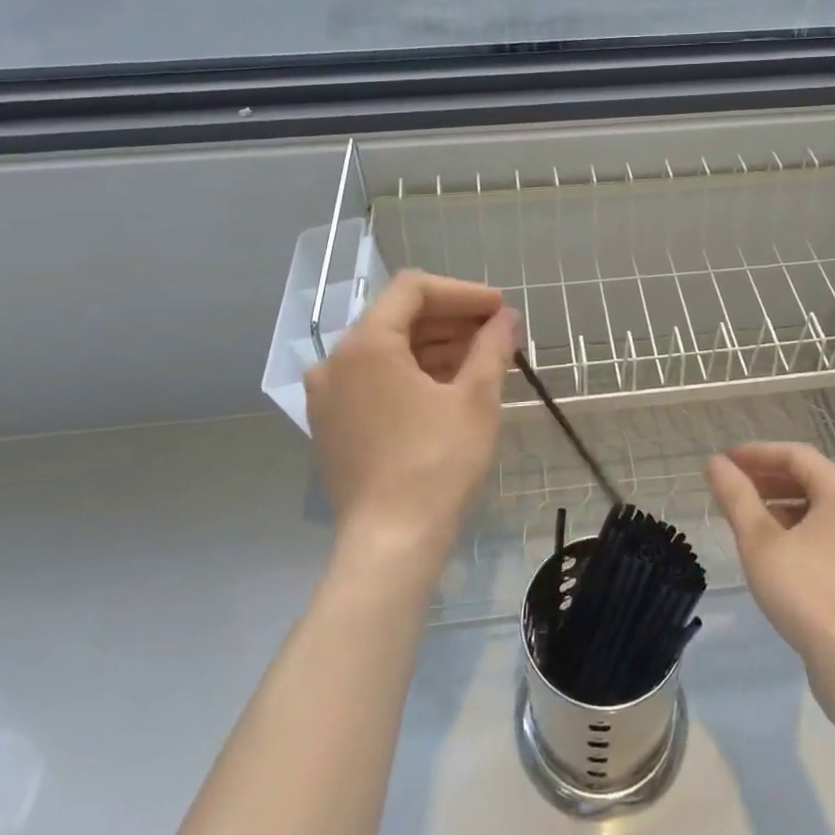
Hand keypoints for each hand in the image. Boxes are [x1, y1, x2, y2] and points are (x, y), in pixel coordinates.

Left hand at [305, 270, 517, 570]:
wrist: (391, 544)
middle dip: (452, 319)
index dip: (462, 292)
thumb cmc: (437, 463)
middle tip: (497, 332)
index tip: (499, 308)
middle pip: (398, 317)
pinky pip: (374, 379)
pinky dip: (412, 373)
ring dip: (435, 346)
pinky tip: (449, 386)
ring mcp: (328, 395)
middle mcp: (336, 361)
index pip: (414, 290)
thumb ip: (492, 347)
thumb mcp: (476, 399)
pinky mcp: (332, 425)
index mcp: (366, 344)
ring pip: (387, 350)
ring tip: (481, 358)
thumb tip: (507, 318)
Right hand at [707, 441, 834, 684]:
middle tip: (734, 486)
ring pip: (820, 508)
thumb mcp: (759, 541)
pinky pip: (830, 533)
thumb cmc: (807, 593)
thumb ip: (736, 496)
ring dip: (782, 505)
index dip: (756, 453)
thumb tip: (715, 464)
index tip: (725, 461)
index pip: (795, 454)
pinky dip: (800, 529)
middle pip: (810, 478)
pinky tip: (776, 550)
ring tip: (749, 517)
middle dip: (768, 478)